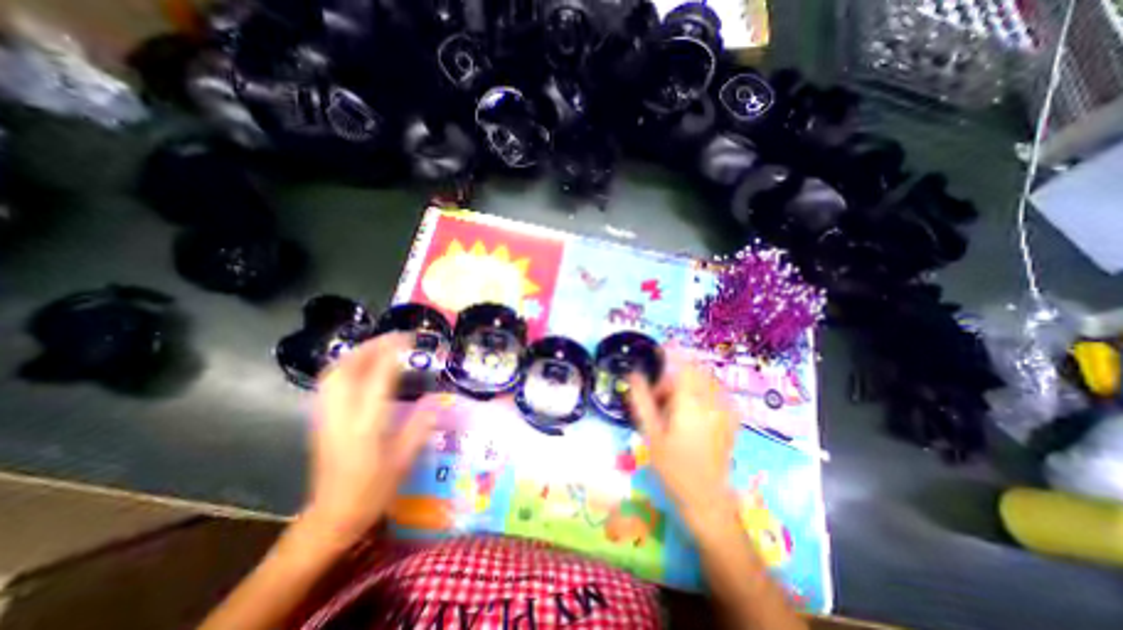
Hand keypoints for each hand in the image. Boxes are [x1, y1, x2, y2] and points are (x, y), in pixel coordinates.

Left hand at [302, 332, 433, 544]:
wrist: (331, 516)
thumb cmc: (372, 490)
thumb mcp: (403, 461)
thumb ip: (419, 427)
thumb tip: (435, 400)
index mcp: (366, 425)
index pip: (378, 377)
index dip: (393, 353)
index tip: (409, 339)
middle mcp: (341, 415)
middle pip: (348, 368)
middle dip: (372, 346)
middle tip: (395, 338)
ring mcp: (326, 416)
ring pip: (334, 372)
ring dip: (357, 353)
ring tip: (380, 346)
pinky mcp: (320, 419)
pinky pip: (329, 382)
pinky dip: (346, 365)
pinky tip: (360, 365)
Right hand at [631, 356, 737, 523]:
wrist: (707, 497)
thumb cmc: (673, 466)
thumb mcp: (651, 433)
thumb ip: (641, 400)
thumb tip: (633, 374)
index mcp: (690, 404)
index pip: (684, 366)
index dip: (674, 352)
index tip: (662, 346)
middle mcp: (712, 402)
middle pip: (693, 373)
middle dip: (675, 376)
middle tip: (659, 396)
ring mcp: (726, 410)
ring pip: (705, 381)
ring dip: (688, 384)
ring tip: (673, 407)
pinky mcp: (733, 418)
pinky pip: (716, 392)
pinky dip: (701, 391)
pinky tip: (691, 410)